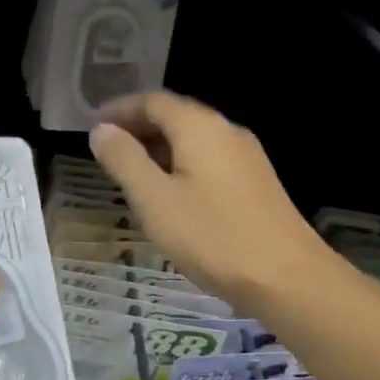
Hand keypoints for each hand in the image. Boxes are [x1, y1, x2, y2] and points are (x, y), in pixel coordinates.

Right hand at [89, 91, 331, 311]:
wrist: (286, 278)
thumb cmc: (211, 235)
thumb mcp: (154, 199)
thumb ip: (123, 160)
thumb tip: (101, 130)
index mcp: (199, 127)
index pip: (152, 101)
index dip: (119, 110)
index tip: (92, 126)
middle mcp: (226, 131)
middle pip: (175, 116)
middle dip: (138, 127)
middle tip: (106, 149)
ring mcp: (246, 157)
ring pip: (193, 140)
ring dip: (159, 148)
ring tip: (130, 172)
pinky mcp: (256, 183)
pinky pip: (209, 160)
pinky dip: (180, 164)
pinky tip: (170, 193)